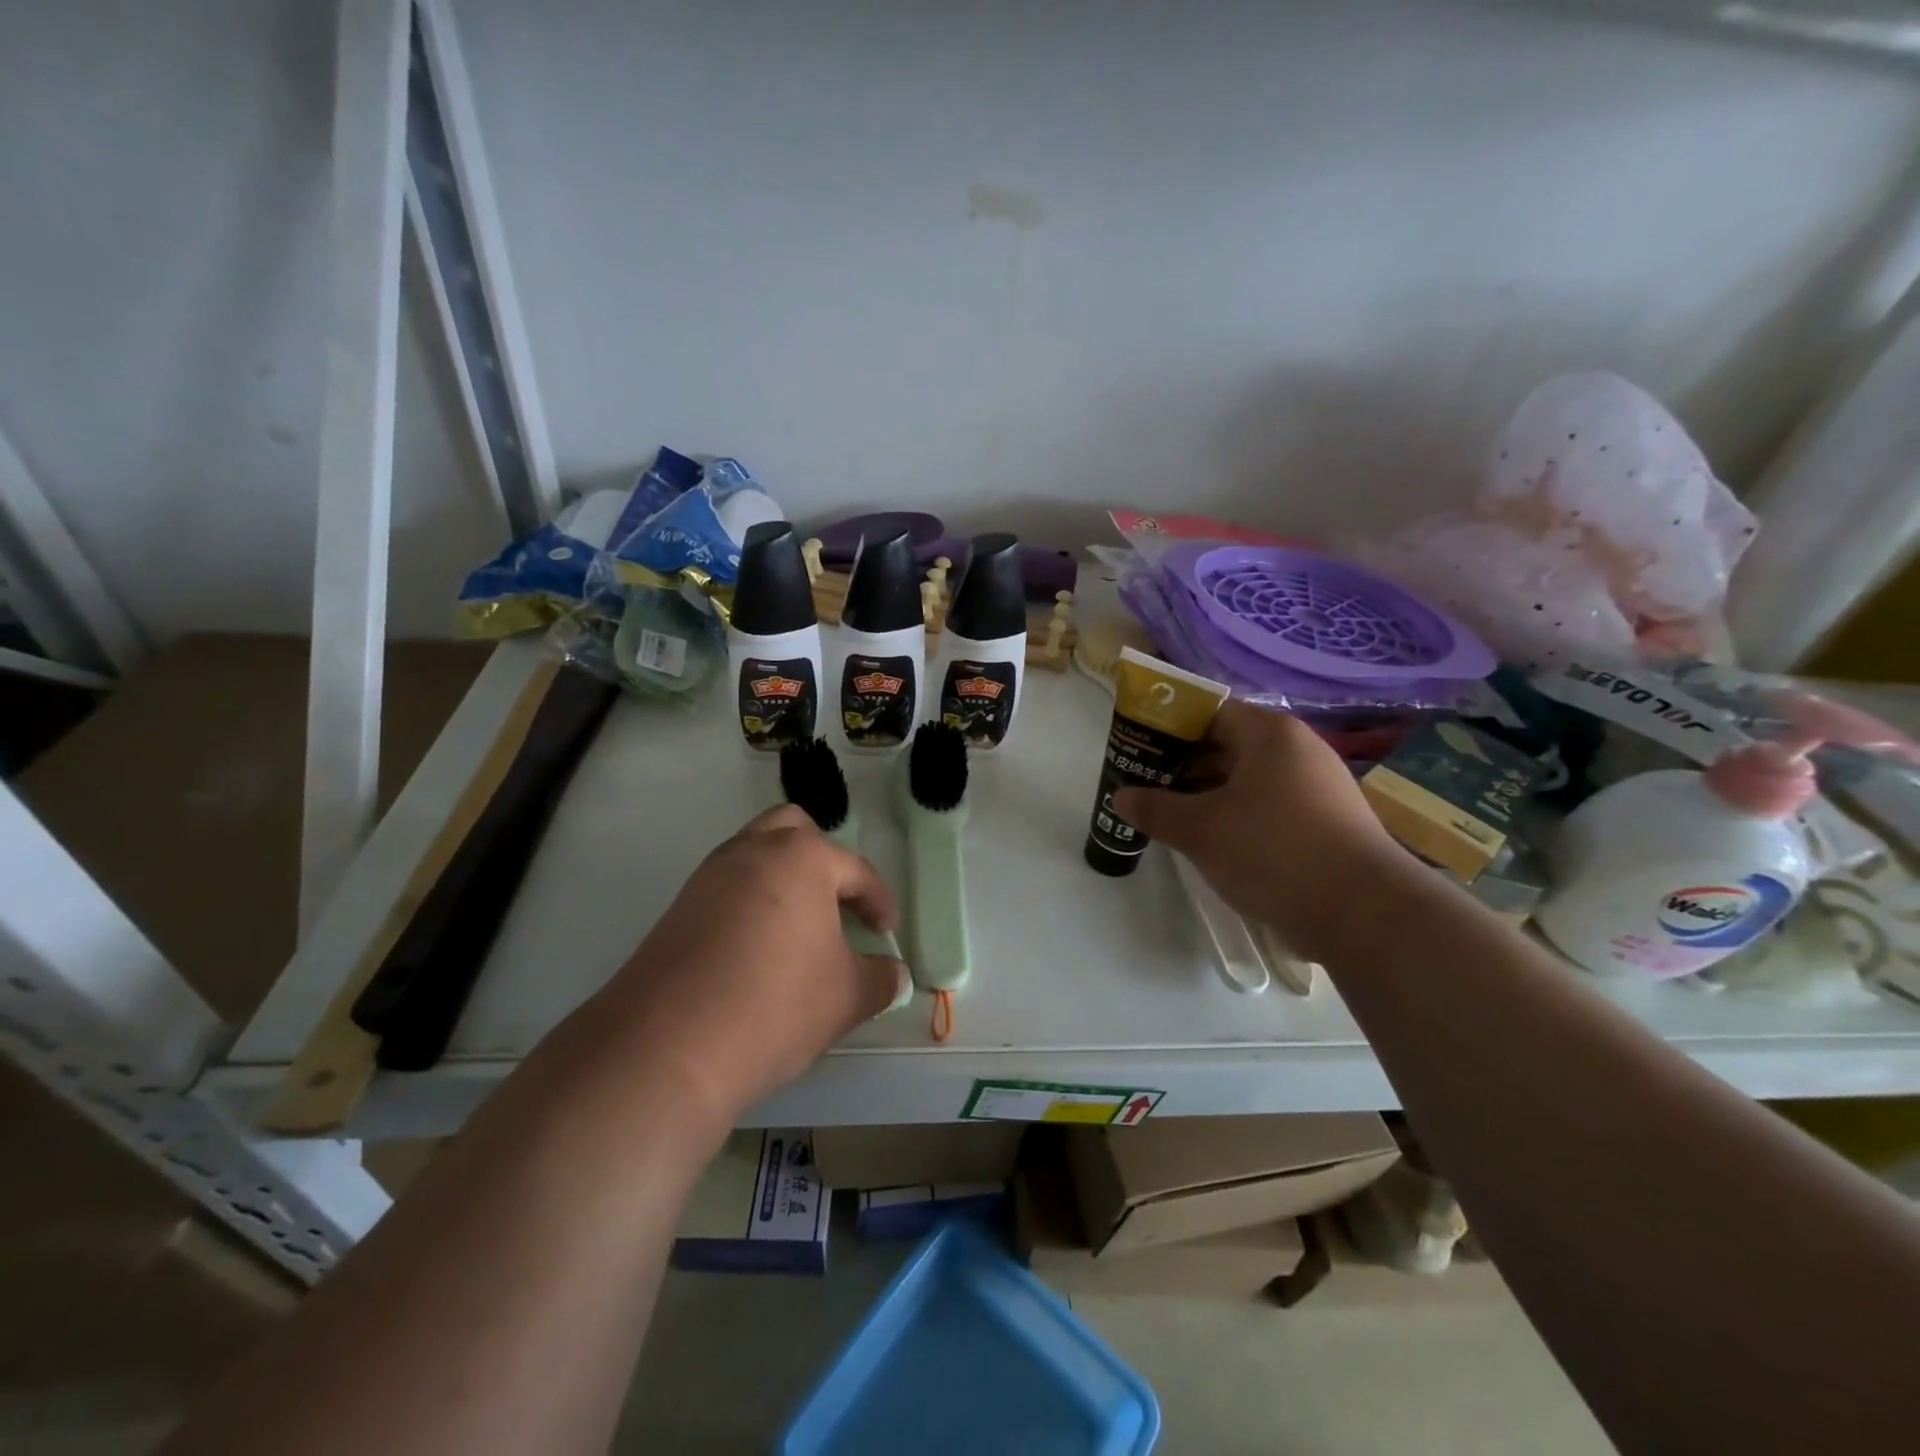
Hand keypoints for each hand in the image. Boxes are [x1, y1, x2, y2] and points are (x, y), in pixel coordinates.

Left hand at [593, 804, 907, 1123]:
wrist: (667, 1047)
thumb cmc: (776, 1005)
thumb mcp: (847, 996)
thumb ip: (880, 979)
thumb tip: (892, 975)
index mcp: (801, 857)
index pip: (855, 870)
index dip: (878, 901)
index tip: (886, 933)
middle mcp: (752, 851)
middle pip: (794, 831)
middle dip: (822, 862)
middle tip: (835, 906)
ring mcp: (708, 876)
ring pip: (754, 856)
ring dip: (782, 881)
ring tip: (798, 930)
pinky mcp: (677, 909)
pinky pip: (726, 889)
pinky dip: (749, 905)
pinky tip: (757, 952)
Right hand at [1112, 700, 1401, 957]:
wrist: (1364, 913)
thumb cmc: (1274, 851)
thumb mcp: (1201, 830)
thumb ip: (1154, 809)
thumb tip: (1119, 797)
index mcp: (1270, 734)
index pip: (1208, 712)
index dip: (1168, 727)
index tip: (1138, 750)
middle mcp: (1298, 750)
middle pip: (1227, 745)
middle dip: (1182, 766)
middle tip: (1144, 787)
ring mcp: (1317, 787)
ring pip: (1246, 779)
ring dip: (1206, 794)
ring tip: (1170, 816)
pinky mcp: (1326, 822)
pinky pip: (1267, 806)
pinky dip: (1235, 816)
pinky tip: (1212, 842)